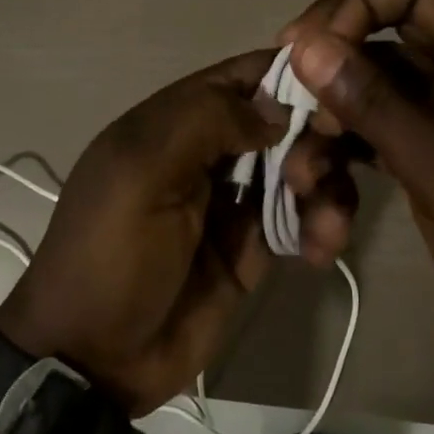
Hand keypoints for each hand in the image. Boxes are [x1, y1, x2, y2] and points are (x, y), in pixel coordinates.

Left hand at [0, 51, 358, 414]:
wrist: (95, 358)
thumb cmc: (110, 255)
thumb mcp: (140, 173)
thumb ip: (204, 121)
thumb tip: (276, 108)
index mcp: (174, 122)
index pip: (242, 76)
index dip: (292, 74)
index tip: (338, 92)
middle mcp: (209, 152)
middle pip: (283, 120)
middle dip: (312, 140)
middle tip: (309, 177)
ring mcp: (234, 201)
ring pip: (302, 169)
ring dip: (326, 186)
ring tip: (325, 225)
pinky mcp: (255, 247)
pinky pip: (304, 219)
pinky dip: (324, 225)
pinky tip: (322, 249)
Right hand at [278, 0, 433, 358]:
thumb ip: (370, 101)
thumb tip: (304, 44)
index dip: (358, 3)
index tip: (306, 46)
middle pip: (388, 33)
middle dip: (335, 61)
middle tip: (286, 91)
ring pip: (378, 87)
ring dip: (335, 117)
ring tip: (303, 161)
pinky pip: (381, 128)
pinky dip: (350, 148)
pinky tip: (324, 185)